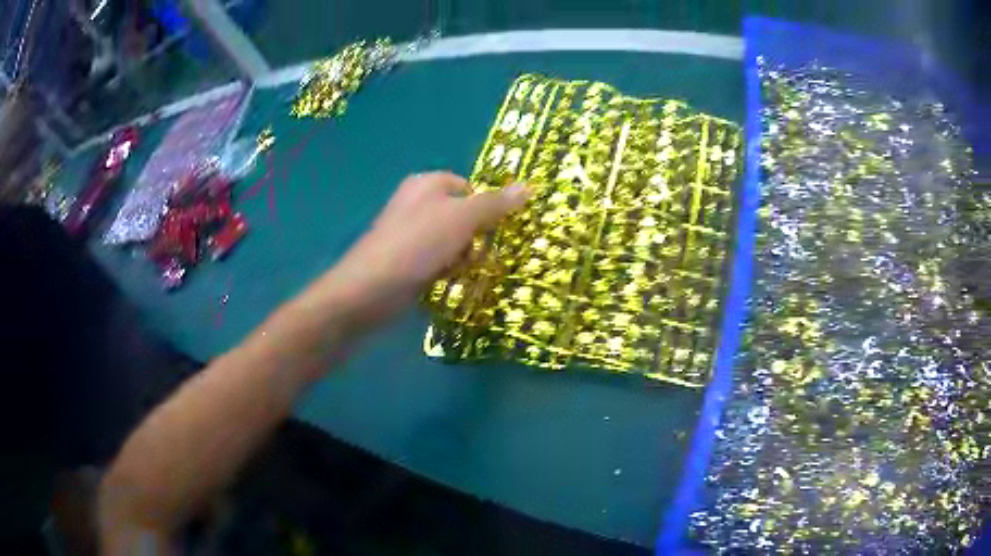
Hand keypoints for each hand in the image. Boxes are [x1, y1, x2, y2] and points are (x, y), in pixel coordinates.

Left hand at [322, 171, 529, 325]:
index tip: (494, 230)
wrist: (369, 290)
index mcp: (427, 184)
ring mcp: (409, 233)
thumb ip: (494, 204)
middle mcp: (417, 203)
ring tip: (456, 270)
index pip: (469, 187)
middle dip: (474, 237)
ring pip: (452, 241)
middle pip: (462, 215)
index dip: (485, 208)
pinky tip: (443, 281)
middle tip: (474, 254)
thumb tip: (528, 187)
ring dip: (462, 257)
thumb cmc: (417, 245)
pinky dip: (445, 270)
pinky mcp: (406, 260)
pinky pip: (437, 259)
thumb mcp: (461, 218)